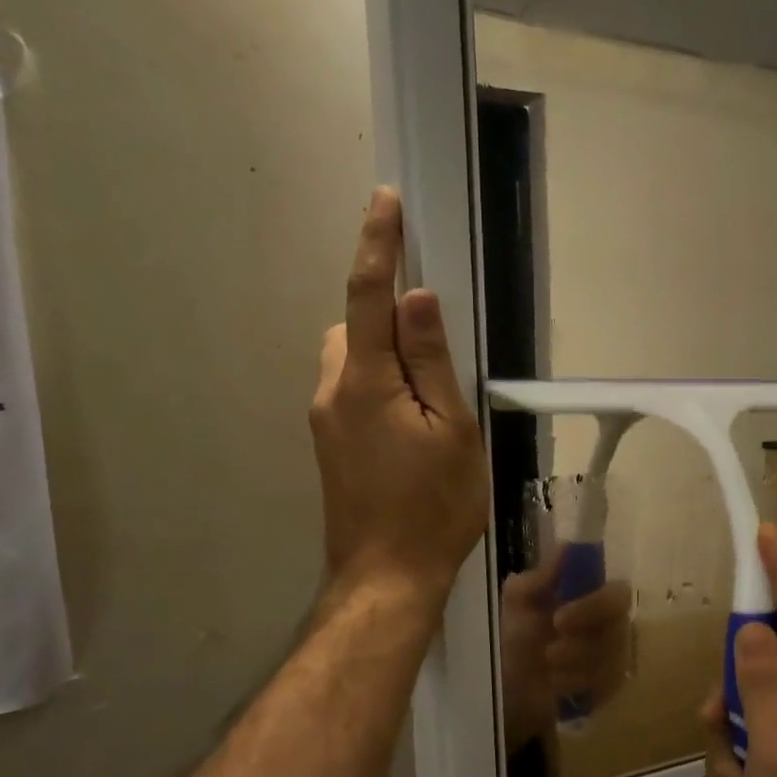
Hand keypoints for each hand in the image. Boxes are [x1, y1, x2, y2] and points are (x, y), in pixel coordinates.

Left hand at [310, 189, 488, 601]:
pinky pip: (350, 393)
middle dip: (385, 318)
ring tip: (430, 403)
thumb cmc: (433, 505)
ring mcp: (324, 422)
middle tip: (436, 356)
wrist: (386, 577)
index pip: (368, 295)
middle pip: (353, 328)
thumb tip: (416, 298)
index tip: (385, 200)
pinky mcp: (329, 446)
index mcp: (364, 380)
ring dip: (383, 359)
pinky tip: (410, 429)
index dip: (378, 244)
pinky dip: (378, 388)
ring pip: (350, 362)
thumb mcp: (451, 430)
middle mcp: (331, 391)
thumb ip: (431, 361)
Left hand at [498, 551, 633, 748]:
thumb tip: (565, 548)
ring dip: (574, 663)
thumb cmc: (516, 638)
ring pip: (612, 658)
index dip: (593, 604)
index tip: (558, 618)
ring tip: (546, 666)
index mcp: (591, 595)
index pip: (616, 592)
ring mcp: (616, 655)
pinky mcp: (613, 684)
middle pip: (620, 627)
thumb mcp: (517, 604)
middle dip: (582, 641)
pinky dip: (577, 684)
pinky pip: (607, 684)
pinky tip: (556, 685)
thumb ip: (538, 578)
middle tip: (549, 652)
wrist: (510, 688)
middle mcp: (612, 622)